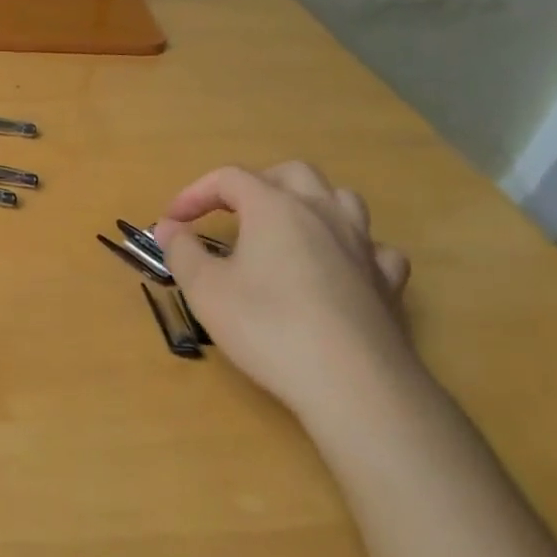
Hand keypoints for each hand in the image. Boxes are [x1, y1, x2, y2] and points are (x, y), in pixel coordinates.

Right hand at [157, 161, 417, 423]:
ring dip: (309, 203)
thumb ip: (182, 251)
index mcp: (274, 207)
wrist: (352, 382)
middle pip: (290, 173)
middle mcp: (322, 213)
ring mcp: (362, 244)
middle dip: (255, 184)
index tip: (172, 221)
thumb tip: (169, 227)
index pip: (229, 178)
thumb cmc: (268, 327)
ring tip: (287, 227)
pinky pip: (372, 247)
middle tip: (230, 212)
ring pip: (340, 199)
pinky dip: (349, 247)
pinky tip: (338, 267)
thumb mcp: (205, 290)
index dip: (195, 193)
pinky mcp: (387, 281)